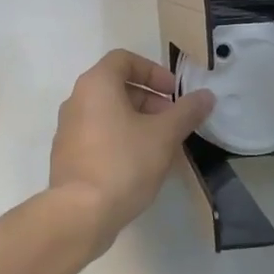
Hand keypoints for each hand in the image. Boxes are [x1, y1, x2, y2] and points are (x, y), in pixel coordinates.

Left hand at [49, 50, 214, 253]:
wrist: (81, 213)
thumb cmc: (124, 162)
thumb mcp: (164, 135)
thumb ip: (187, 112)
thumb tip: (206, 95)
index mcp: (96, 85)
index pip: (124, 60)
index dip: (153, 71)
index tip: (174, 92)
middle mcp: (76, 100)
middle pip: (116, 86)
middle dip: (149, 100)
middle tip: (173, 122)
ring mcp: (68, 130)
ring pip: (108, 113)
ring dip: (137, 121)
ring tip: (162, 146)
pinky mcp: (67, 156)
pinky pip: (98, 136)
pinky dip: (121, 139)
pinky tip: (141, 165)